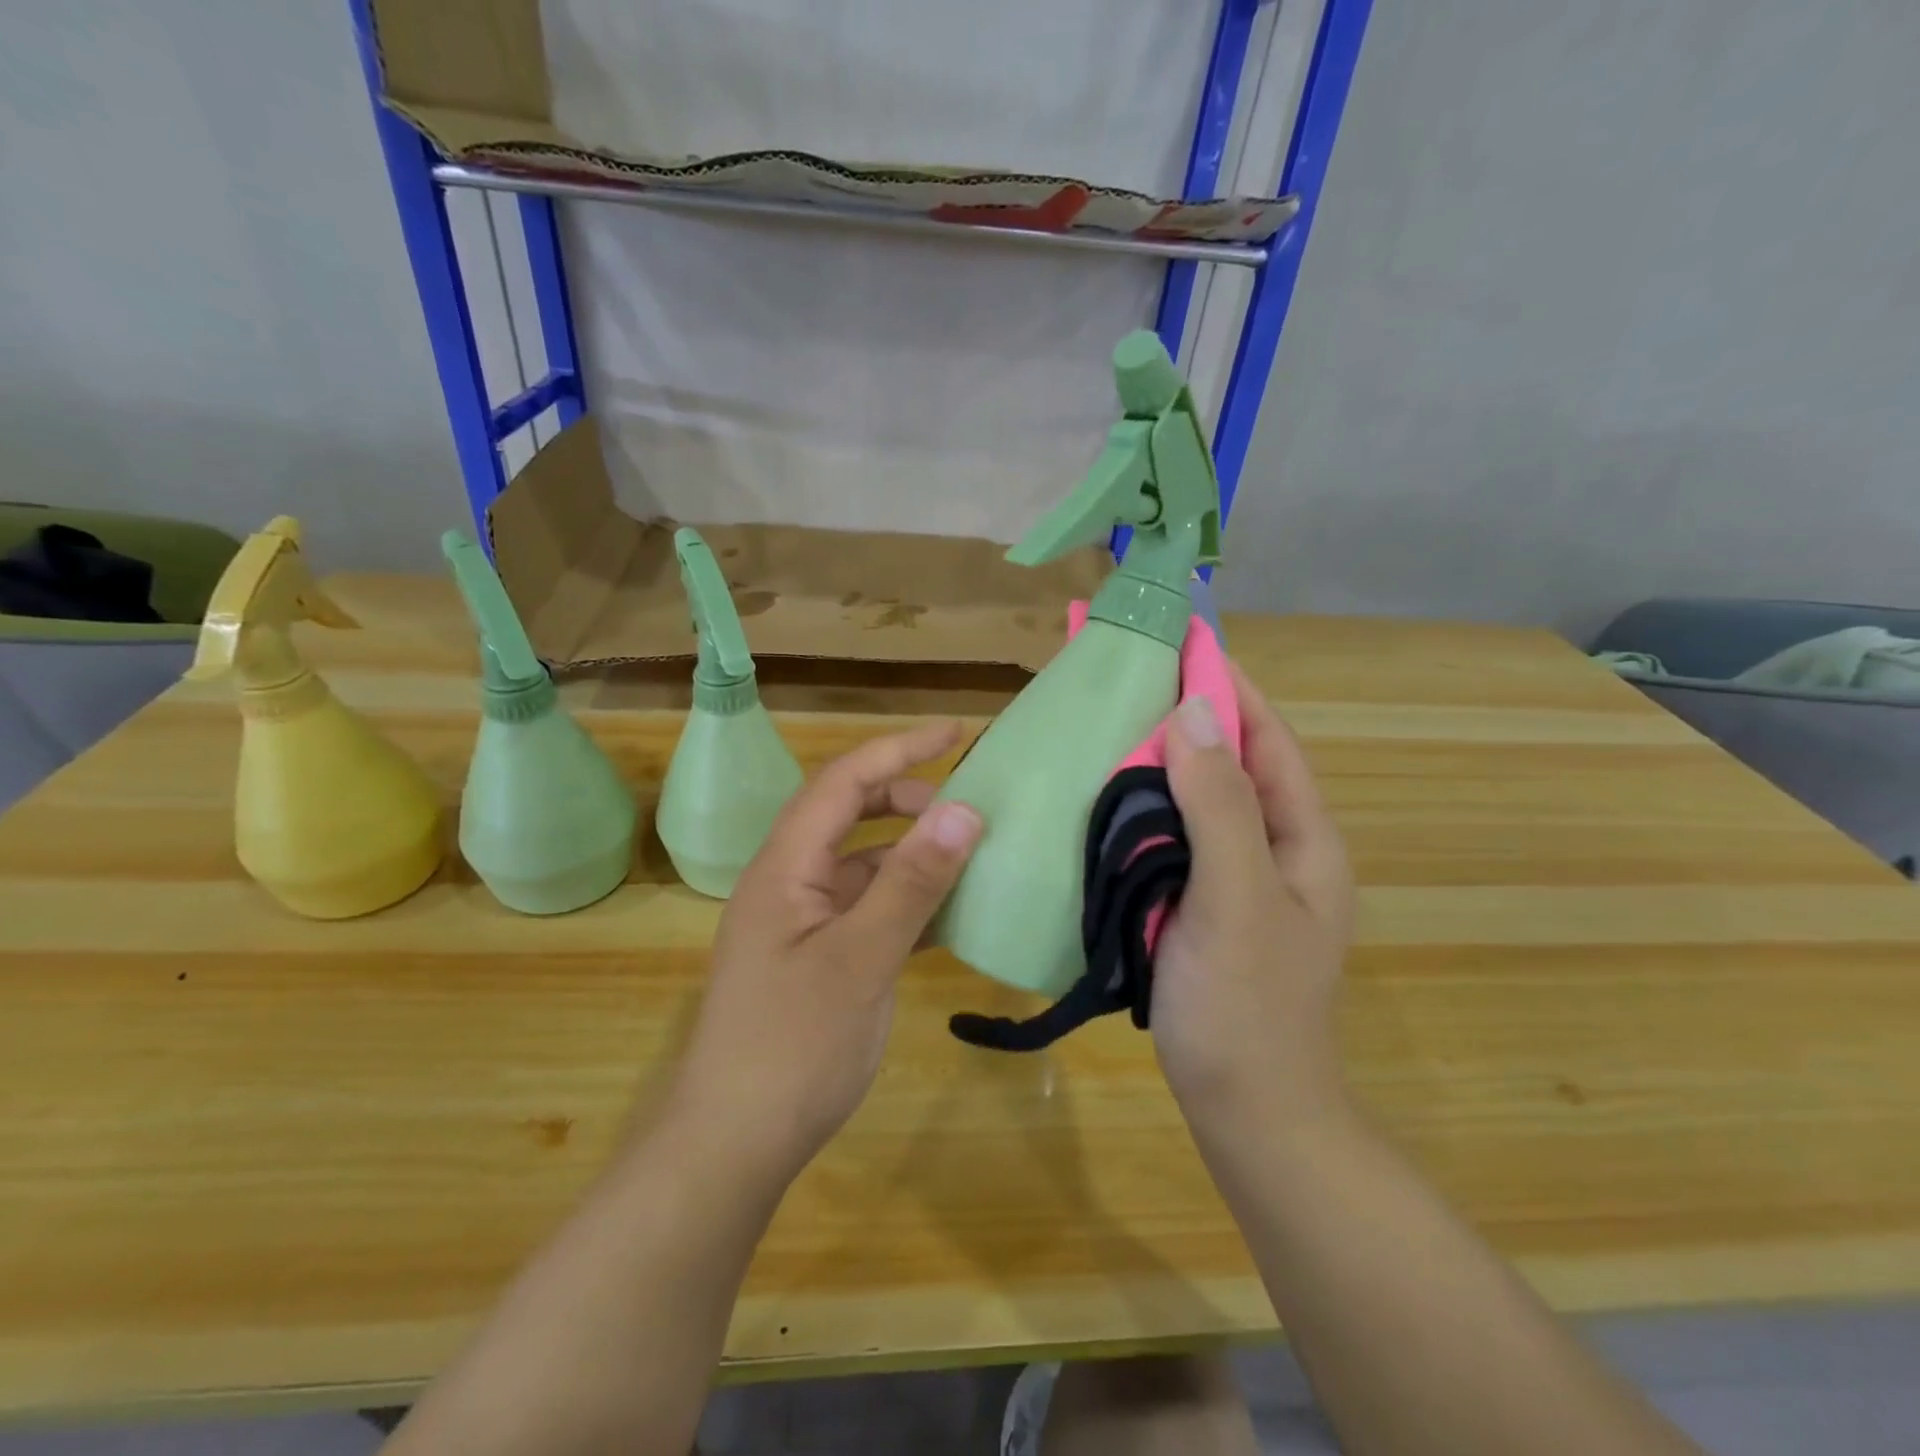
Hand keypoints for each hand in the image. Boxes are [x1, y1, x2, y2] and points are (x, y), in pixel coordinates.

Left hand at [666, 721, 983, 1189]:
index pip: (843, 782)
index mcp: (785, 867)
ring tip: (960, 854)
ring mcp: (796, 921)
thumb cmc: (793, 1047)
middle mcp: (785, 882)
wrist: (731, 1145)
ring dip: (904, 849)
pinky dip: (899, 896)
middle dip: (902, 796)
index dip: (898, 749)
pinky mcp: (810, 956)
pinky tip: (939, 912)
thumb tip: (964, 809)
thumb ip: (912, 882)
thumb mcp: (862, 958)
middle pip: (844, 812)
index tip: (955, 732)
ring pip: (855, 861)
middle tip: (962, 807)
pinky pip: (860, 905)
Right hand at [1151, 664, 1353, 1136]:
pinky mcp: (1198, 904)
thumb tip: (1190, 712)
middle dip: (1186, 715)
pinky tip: (1102, 798)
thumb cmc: (1248, 1007)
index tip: (1183, 637)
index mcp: (1302, 838)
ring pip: (1197, 799)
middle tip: (1128, 678)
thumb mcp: (1239, 899)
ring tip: (1107, 724)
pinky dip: (1142, 809)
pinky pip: (1172, 838)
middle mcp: (1273, 848)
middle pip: (1230, 762)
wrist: (1248, 1112)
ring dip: (1159, 761)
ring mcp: (1235, 878)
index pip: (1266, 738)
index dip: (1229, 684)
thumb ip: (1220, 805)